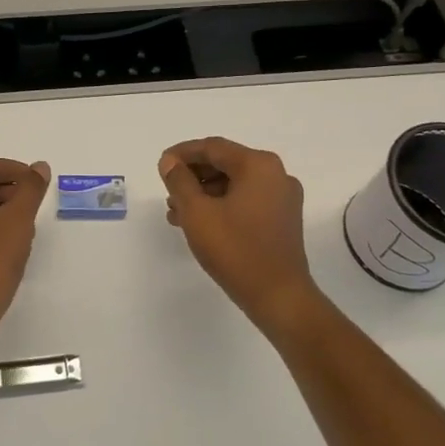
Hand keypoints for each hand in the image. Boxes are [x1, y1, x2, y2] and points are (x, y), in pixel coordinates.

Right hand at [159, 137, 321, 329]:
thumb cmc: (236, 250)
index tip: (161, 166)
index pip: (213, 148)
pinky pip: (246, 201)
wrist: (279, 297)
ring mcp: (283, 198)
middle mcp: (276, 174)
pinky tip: (200, 223)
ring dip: (204, 194)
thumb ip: (179, 181)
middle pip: (225, 164)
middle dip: (192, 177)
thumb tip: (169, 162)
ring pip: (234, 184)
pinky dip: (222, 206)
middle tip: (167, 192)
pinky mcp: (283, 219)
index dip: (182, 154)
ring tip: (177, 213)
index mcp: (258, 165)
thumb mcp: (197, 212)